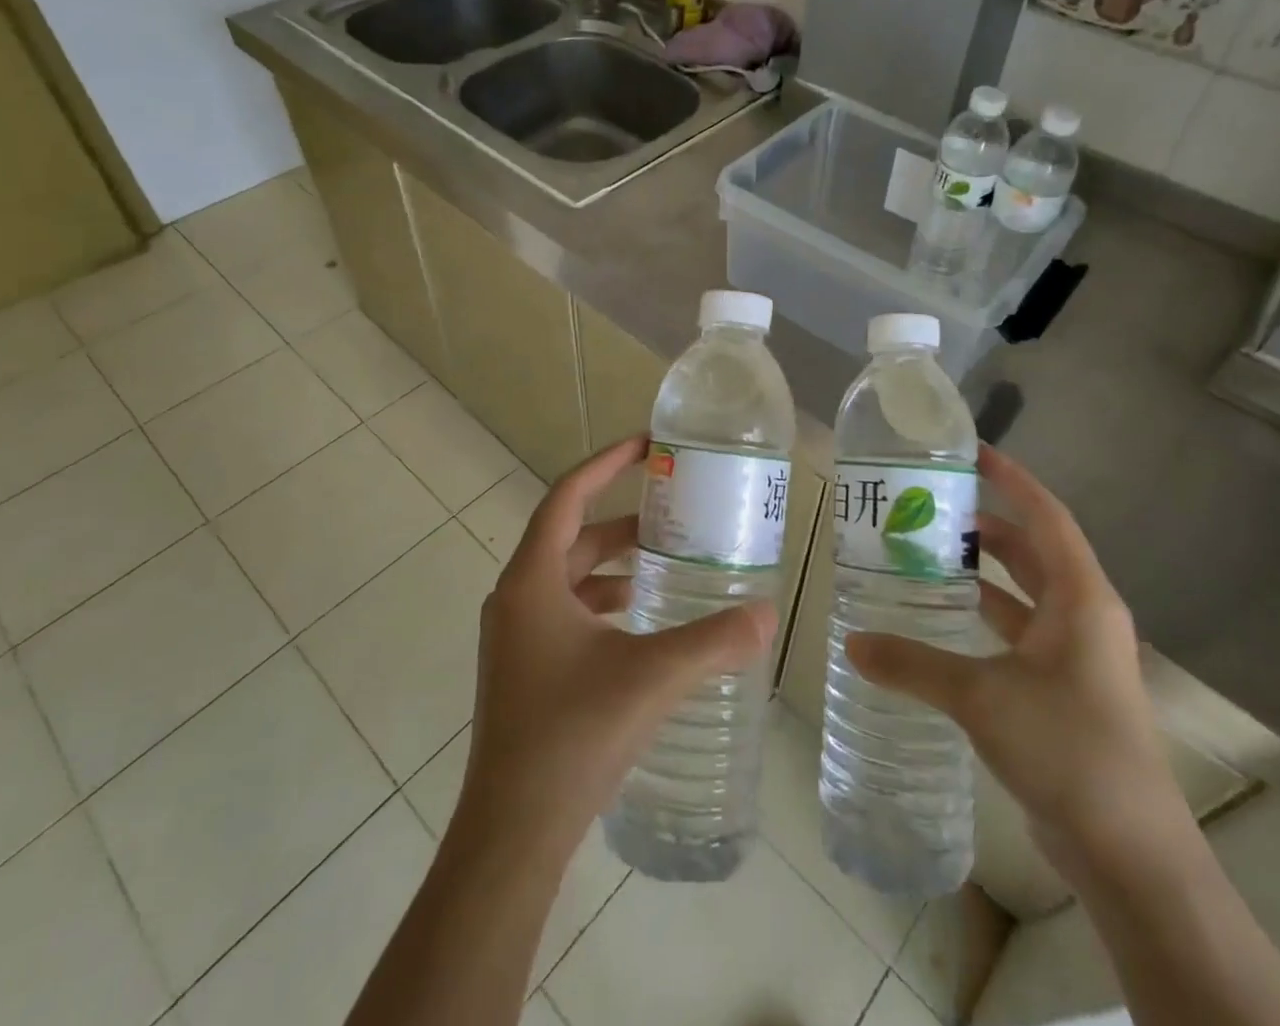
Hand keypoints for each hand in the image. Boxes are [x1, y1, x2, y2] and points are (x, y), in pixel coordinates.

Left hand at [452, 435, 777, 856]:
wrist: (512, 832)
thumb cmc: (572, 736)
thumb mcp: (651, 677)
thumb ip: (713, 642)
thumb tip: (767, 613)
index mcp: (532, 581)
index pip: (567, 496)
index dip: (605, 463)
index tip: (646, 446)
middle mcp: (515, 598)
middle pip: (571, 536)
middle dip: (622, 522)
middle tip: (673, 514)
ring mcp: (514, 636)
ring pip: (568, 576)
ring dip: (612, 564)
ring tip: (664, 564)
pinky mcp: (522, 669)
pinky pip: (565, 611)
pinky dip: (601, 602)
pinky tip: (639, 623)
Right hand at [846, 446, 1187, 881]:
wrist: (1131, 855)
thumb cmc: (1067, 749)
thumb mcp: (981, 698)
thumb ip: (914, 664)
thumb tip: (852, 643)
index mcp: (1081, 599)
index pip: (1046, 516)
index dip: (1012, 480)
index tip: (972, 453)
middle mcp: (1083, 617)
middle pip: (1032, 551)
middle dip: (986, 526)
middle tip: (929, 508)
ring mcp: (1076, 657)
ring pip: (1025, 595)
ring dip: (983, 574)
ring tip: (927, 555)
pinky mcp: (1064, 691)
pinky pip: (1019, 634)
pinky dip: (984, 619)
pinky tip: (942, 622)